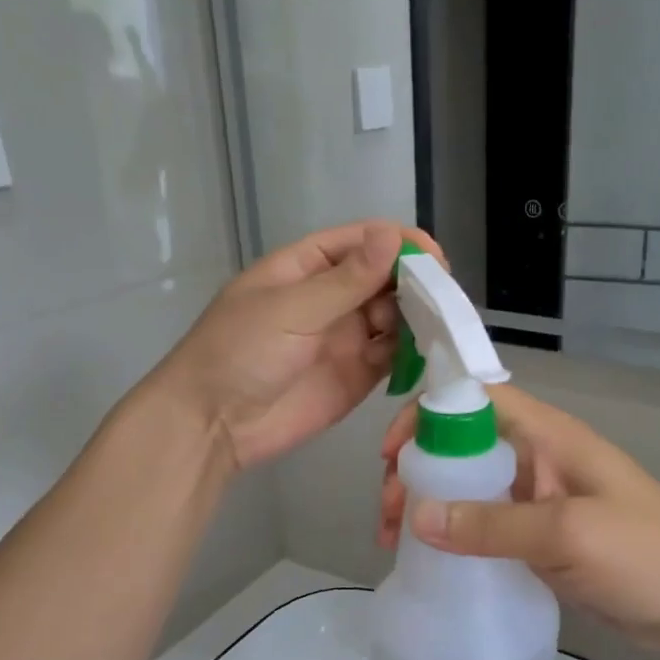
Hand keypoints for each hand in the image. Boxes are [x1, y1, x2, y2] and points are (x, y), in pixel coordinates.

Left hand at [159, 220, 442, 471]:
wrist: (213, 424)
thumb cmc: (240, 352)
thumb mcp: (291, 308)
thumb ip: (346, 279)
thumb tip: (392, 236)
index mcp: (306, 267)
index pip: (361, 242)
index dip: (399, 243)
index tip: (434, 257)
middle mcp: (331, 297)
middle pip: (384, 277)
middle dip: (415, 281)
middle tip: (445, 296)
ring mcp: (346, 337)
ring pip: (394, 315)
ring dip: (418, 315)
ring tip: (441, 325)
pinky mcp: (358, 375)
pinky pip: (394, 355)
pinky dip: (414, 351)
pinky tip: (432, 350)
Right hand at [378, 386, 659, 644]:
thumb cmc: (645, 554)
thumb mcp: (567, 535)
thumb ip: (491, 525)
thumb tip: (417, 516)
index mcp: (548, 436)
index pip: (474, 400)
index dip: (427, 415)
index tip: (390, 457)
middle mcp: (538, 458)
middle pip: (461, 444)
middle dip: (417, 469)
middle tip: (387, 516)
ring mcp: (539, 500)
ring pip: (469, 486)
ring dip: (430, 505)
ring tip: (397, 542)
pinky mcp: (541, 538)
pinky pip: (485, 524)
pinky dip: (454, 536)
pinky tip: (432, 560)